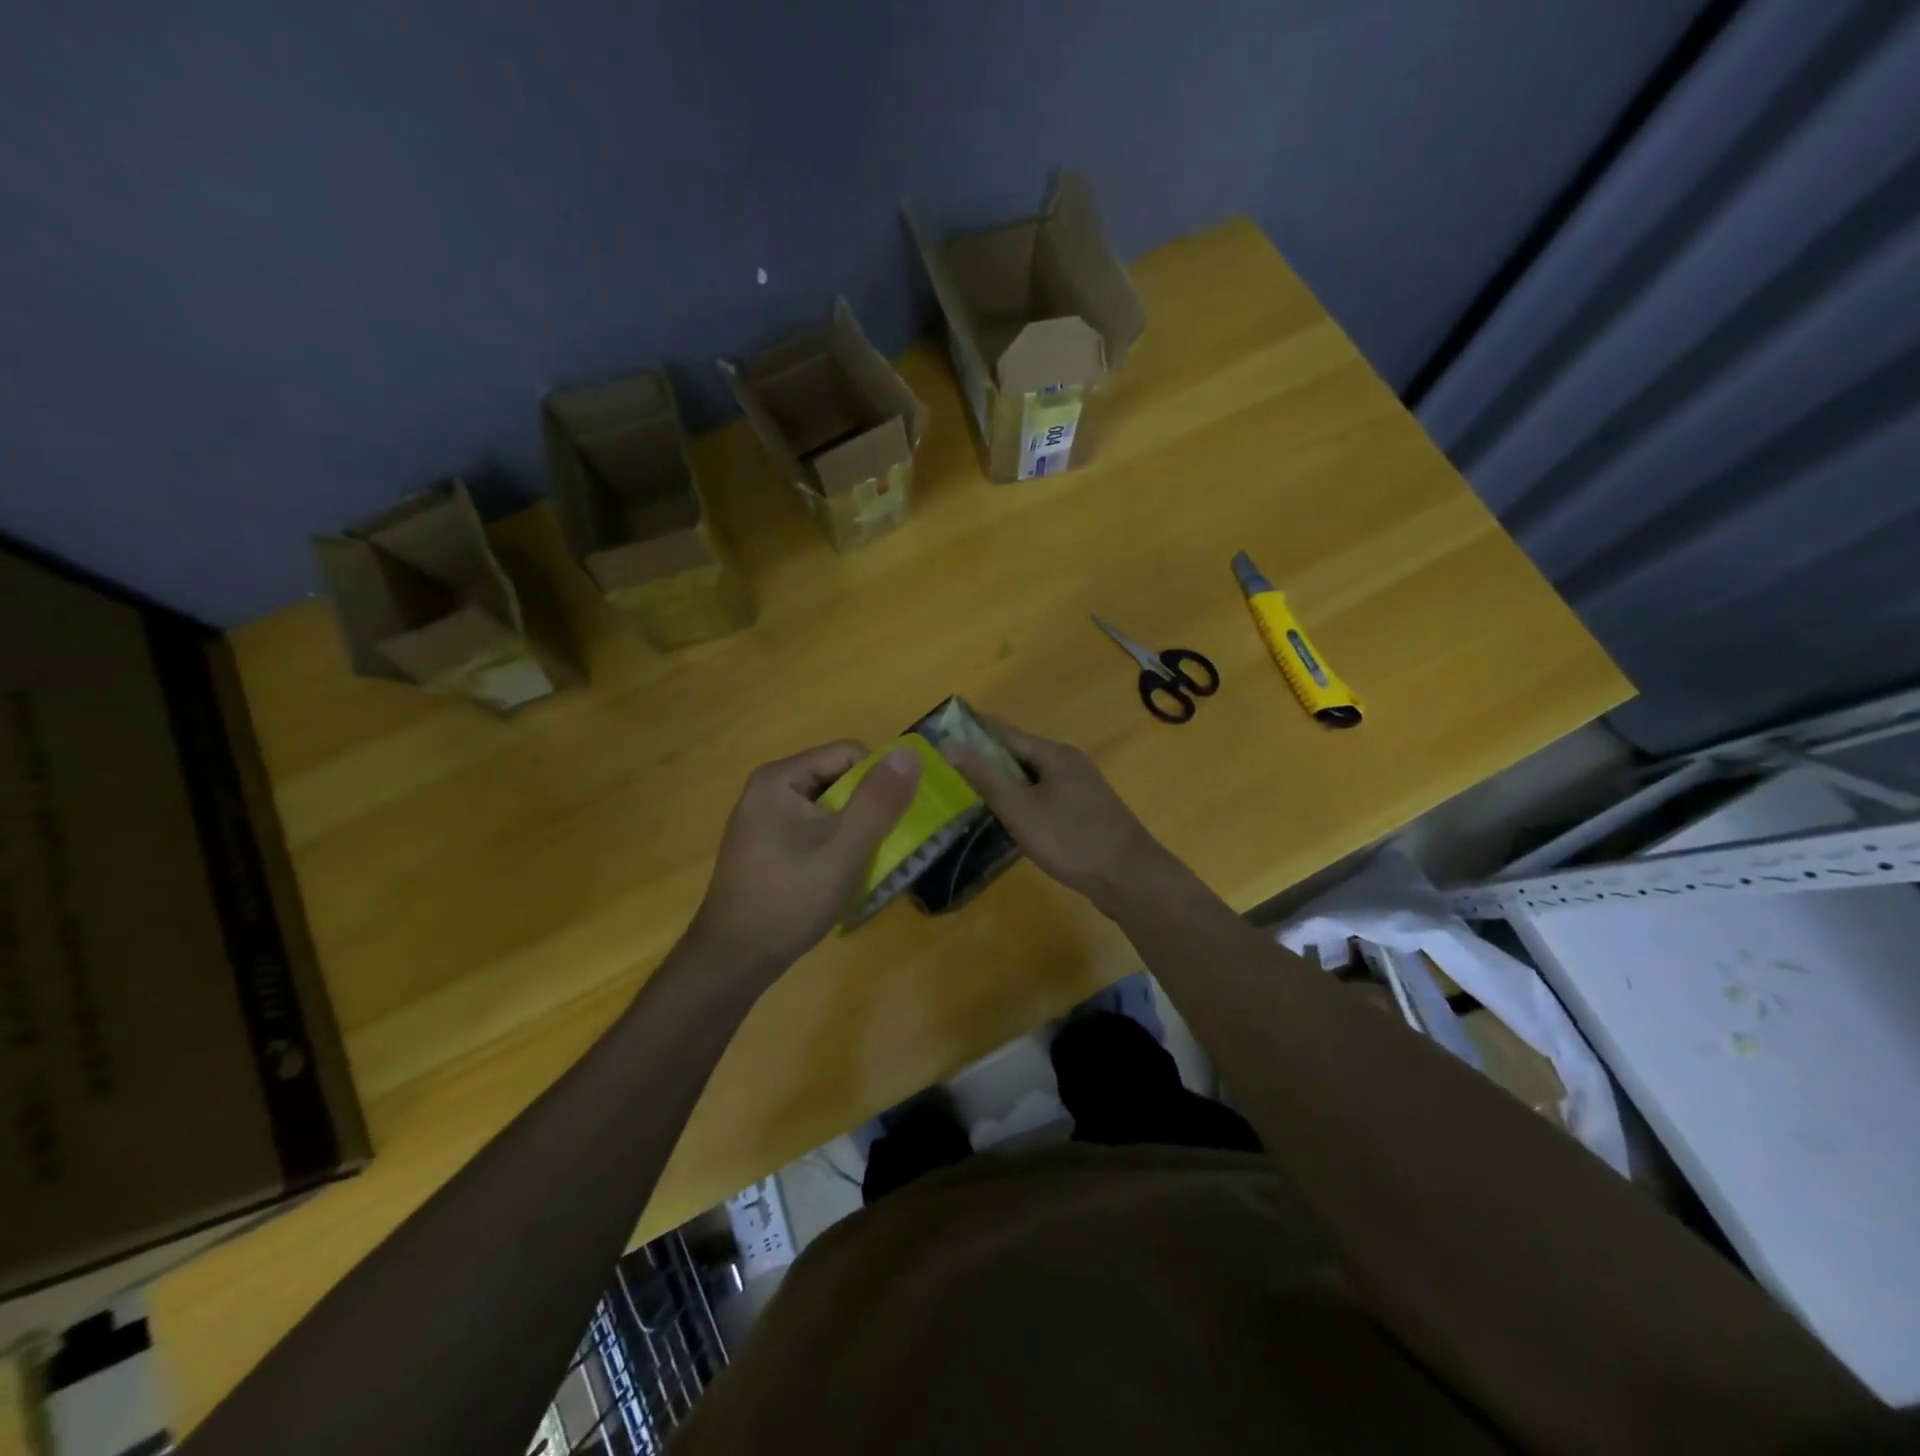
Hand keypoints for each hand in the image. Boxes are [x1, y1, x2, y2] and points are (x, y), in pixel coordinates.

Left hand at [688, 741, 920, 975]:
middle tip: (887, 844)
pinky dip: (835, 846)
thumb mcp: (844, 849)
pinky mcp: (766, 847)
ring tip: (868, 864)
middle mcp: (768, 790)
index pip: (848, 753)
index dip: (880, 779)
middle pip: (838, 779)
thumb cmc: (789, 899)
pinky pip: (813, 831)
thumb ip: (878, 800)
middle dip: (868, 808)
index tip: (896, 818)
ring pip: (828, 809)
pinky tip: (842, 876)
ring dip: (855, 831)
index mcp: (780, 779)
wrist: (733, 961)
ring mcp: (764, 820)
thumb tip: (910, 753)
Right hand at [940, 717, 1171, 908]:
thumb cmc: (1070, 839)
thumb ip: (985, 777)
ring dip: (1008, 784)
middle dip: (989, 761)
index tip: (945, 735)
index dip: (976, 733)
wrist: (1129, 878)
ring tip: (975, 795)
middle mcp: (1071, 763)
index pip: (1006, 733)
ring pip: (1035, 778)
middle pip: (1021, 755)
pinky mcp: (1088, 812)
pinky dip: (1026, 802)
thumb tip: (950, 743)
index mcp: (1054, 755)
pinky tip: (1013, 819)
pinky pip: (1048, 797)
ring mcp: (1083, 788)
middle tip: (952, 772)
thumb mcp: (1019, 809)